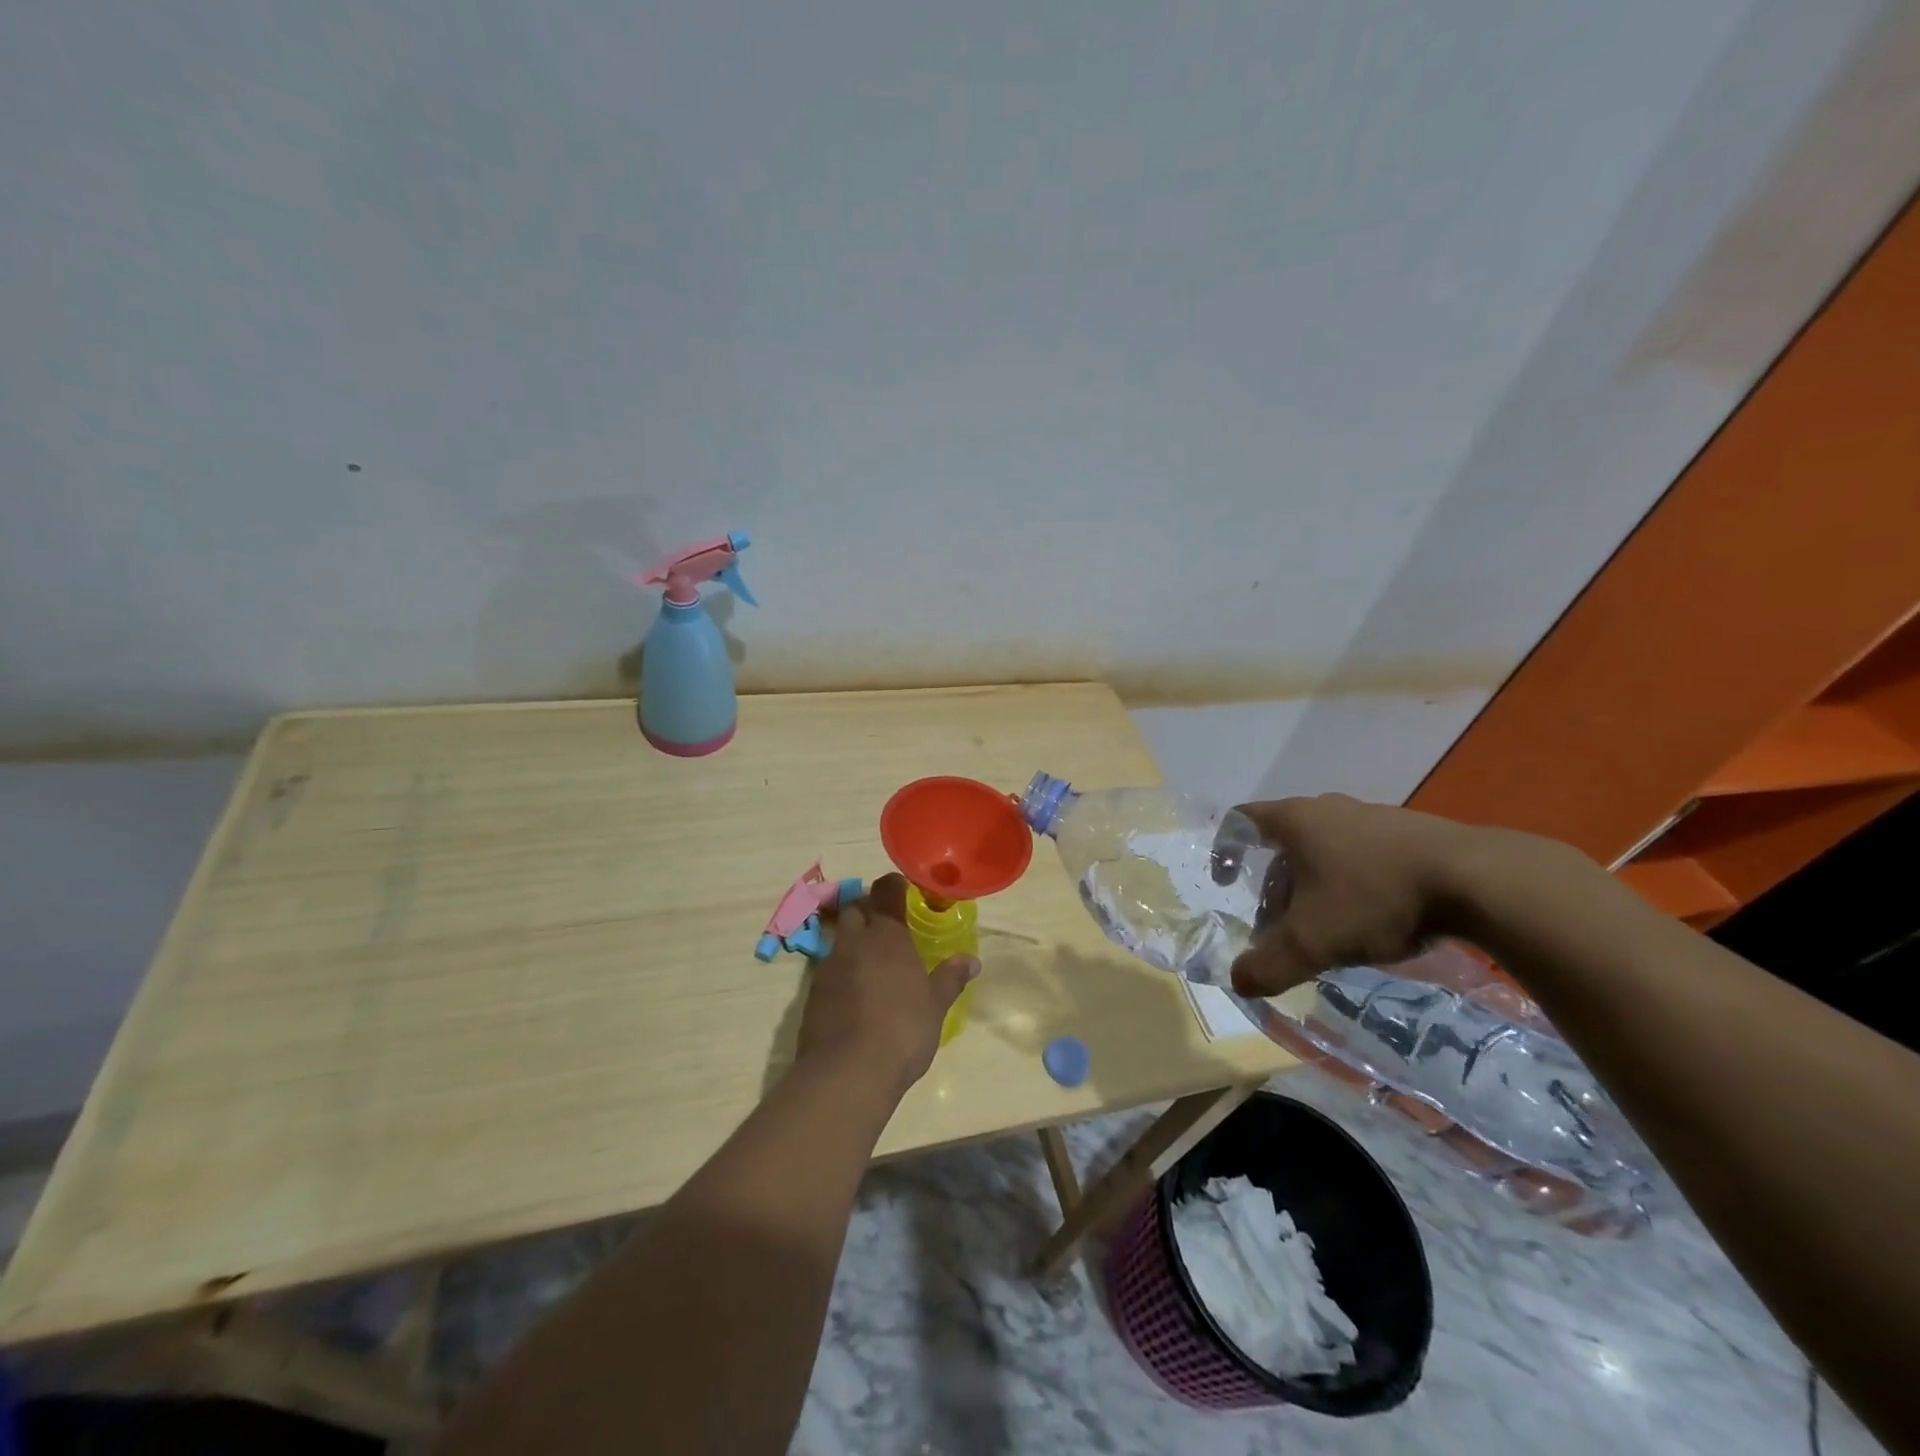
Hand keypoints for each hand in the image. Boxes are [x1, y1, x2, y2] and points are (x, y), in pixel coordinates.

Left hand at [795, 873, 978, 1094]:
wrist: (847, 1073)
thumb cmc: (902, 1030)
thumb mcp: (935, 1006)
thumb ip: (951, 978)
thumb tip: (971, 960)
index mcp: (886, 936)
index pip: (885, 891)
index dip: (893, 885)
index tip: (902, 887)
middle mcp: (854, 943)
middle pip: (855, 909)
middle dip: (868, 909)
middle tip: (887, 924)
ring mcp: (828, 967)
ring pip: (839, 939)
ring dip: (853, 942)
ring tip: (873, 962)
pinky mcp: (812, 995)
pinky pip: (828, 969)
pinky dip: (842, 972)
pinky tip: (856, 994)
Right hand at [1227, 794, 1483, 996]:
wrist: (1478, 880)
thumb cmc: (1375, 898)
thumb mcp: (1313, 942)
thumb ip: (1268, 965)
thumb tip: (1238, 982)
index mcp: (1296, 821)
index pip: (1241, 821)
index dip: (1224, 850)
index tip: (1225, 882)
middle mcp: (1329, 809)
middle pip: (1284, 845)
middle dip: (1274, 887)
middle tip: (1280, 926)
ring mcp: (1374, 817)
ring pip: (1326, 852)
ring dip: (1314, 888)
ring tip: (1328, 929)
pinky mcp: (1412, 833)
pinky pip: (1364, 856)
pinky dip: (1353, 884)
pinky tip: (1375, 919)